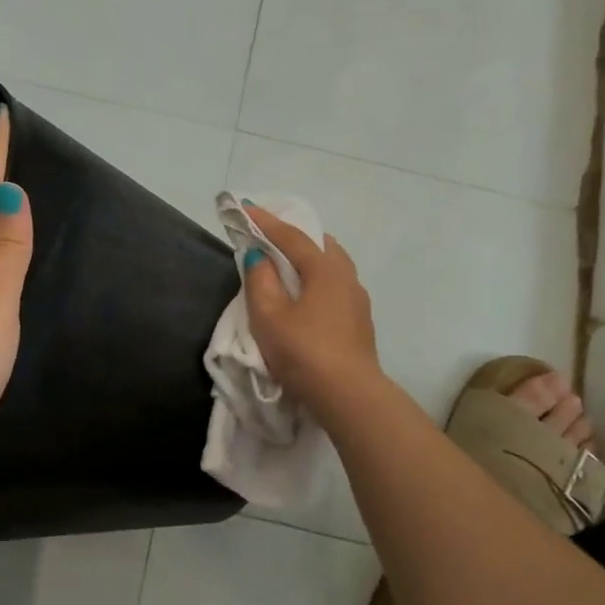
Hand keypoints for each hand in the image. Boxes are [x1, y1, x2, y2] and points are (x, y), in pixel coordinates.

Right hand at [243, 206, 382, 423]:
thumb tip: (258, 256)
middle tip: (270, 238)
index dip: (265, 221)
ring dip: (309, 262)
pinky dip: (318, 283)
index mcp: (325, 269)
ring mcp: (358, 301)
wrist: (348, 396)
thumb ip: (260, 281)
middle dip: (294, 238)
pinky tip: (307, 300)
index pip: (291, 236)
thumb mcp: (269, 316)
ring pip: (332, 268)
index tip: (244, 208)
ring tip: (287, 269)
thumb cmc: (303, 351)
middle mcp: (346, 277)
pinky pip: (336, 289)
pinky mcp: (360, 324)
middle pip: (320, 246)